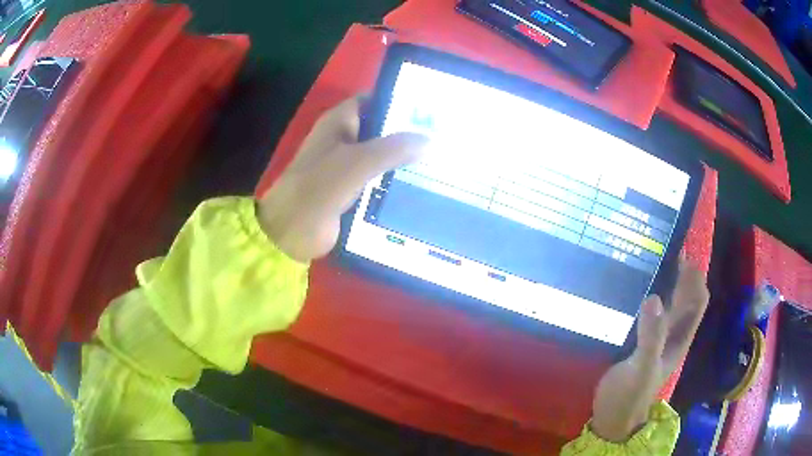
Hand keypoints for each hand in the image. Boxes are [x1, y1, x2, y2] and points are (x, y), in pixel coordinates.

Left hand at [258, 97, 427, 262]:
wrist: (292, 231)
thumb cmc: (319, 187)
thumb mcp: (358, 162)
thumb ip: (394, 148)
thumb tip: (430, 140)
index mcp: (339, 122)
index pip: (373, 101)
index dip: (399, 101)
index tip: (429, 109)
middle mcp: (343, 139)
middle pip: (380, 130)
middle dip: (407, 134)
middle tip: (442, 139)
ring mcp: (346, 166)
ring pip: (381, 156)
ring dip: (404, 160)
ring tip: (439, 162)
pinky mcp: (350, 190)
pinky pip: (377, 180)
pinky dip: (394, 181)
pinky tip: (420, 186)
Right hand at [591, 259, 708, 441]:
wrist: (613, 417)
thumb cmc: (629, 396)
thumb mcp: (640, 369)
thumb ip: (650, 338)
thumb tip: (654, 298)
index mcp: (680, 338)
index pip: (698, 300)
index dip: (695, 277)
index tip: (682, 252)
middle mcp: (674, 334)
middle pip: (687, 298)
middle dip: (683, 273)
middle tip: (665, 248)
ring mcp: (658, 338)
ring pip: (671, 304)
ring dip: (668, 282)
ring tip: (652, 260)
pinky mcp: (642, 341)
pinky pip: (653, 313)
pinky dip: (652, 296)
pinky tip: (637, 289)